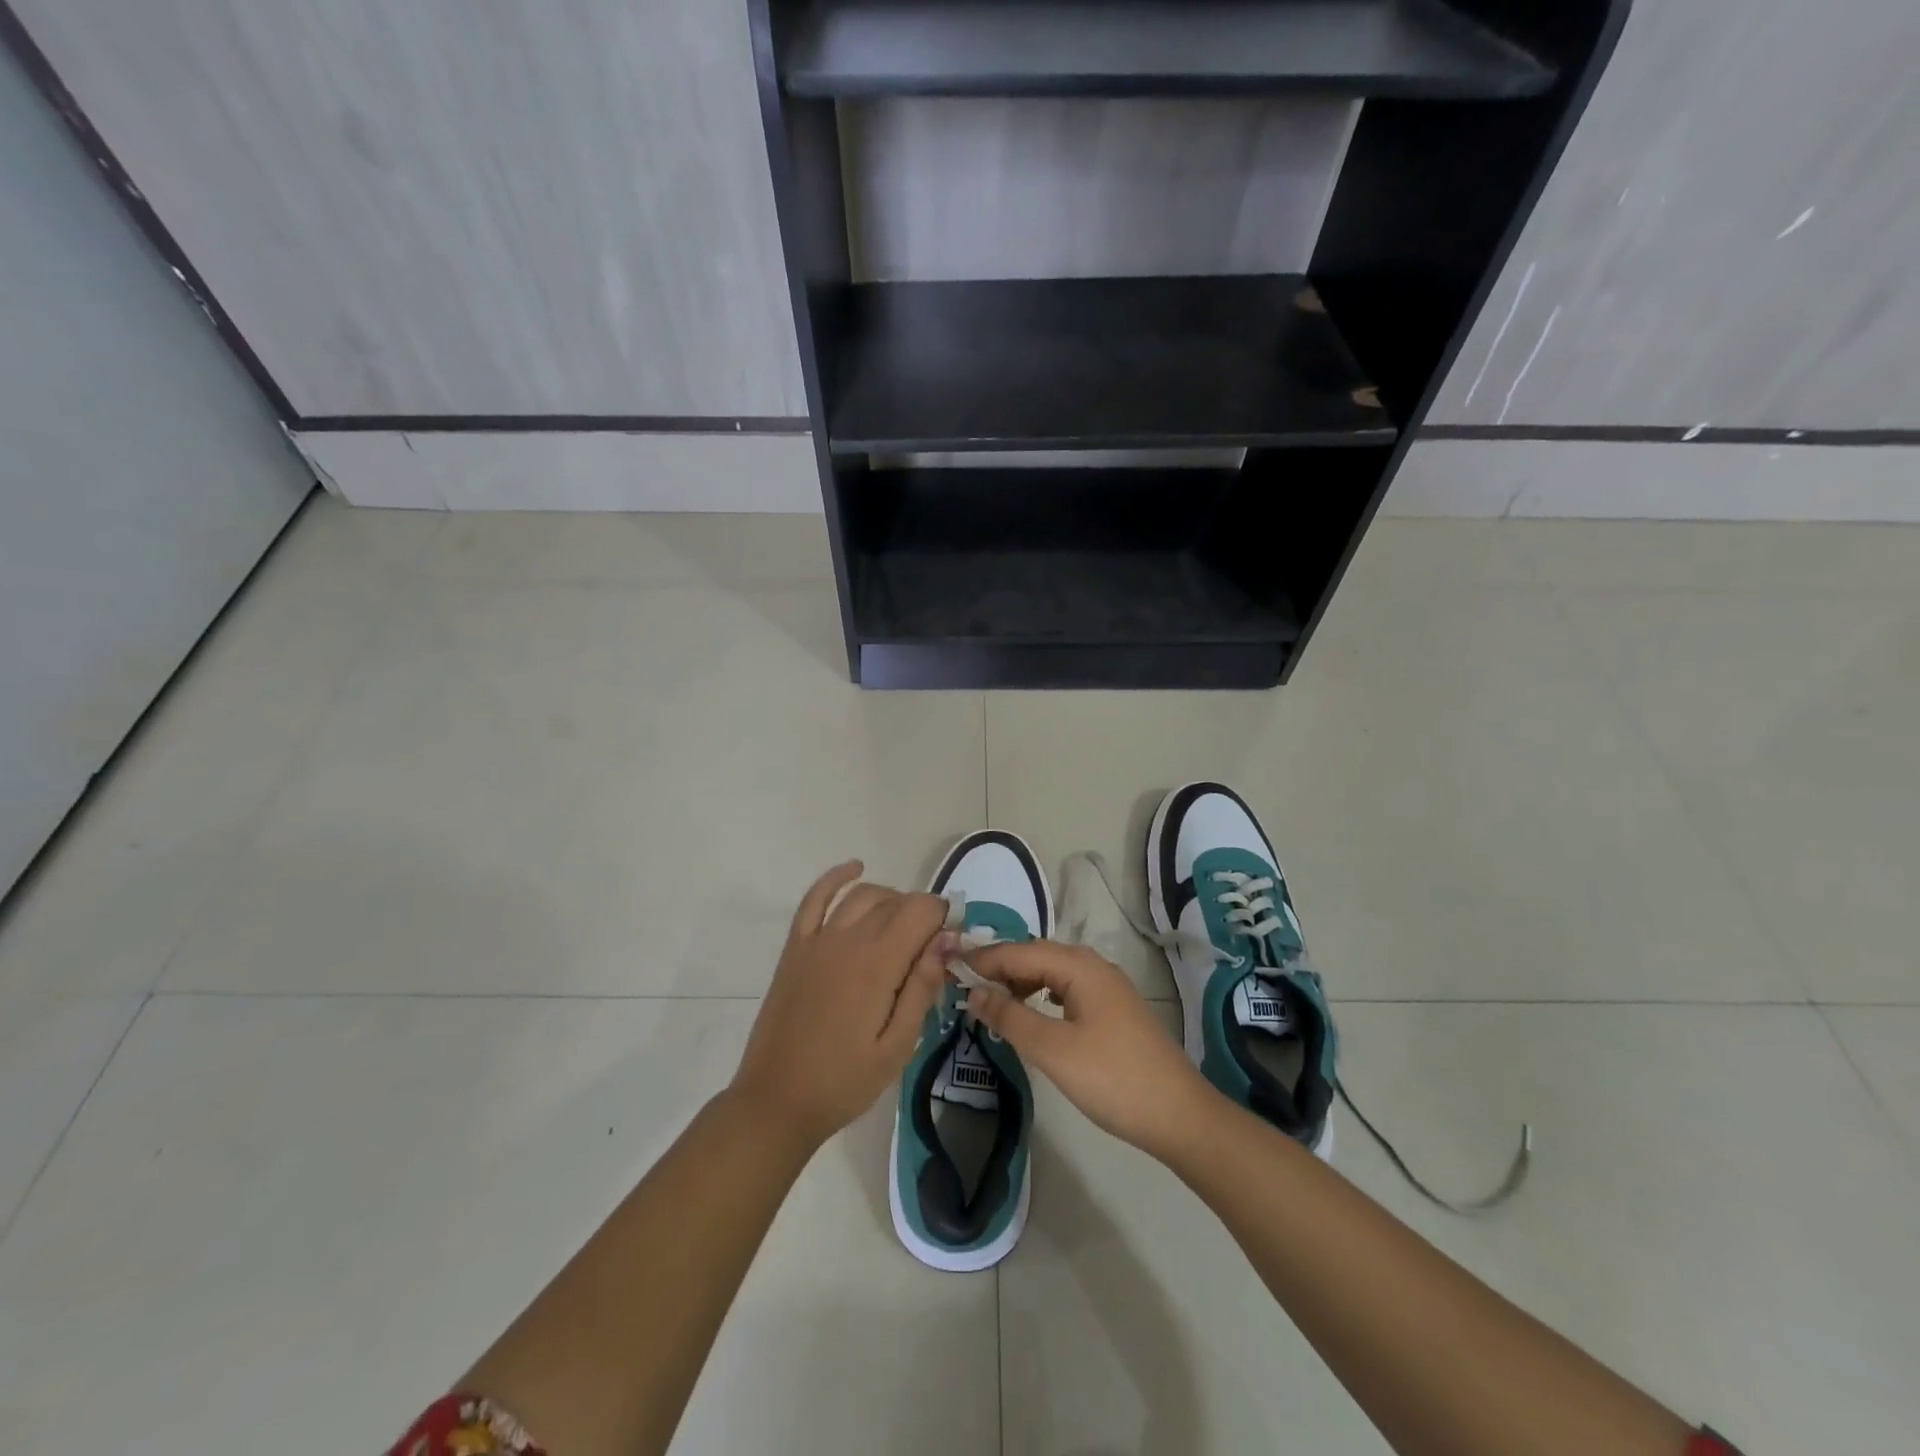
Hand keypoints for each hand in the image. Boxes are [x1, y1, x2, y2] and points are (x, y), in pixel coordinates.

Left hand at [731, 861, 951, 1152]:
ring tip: (903, 925)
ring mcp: (817, 939)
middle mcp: (848, 938)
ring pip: (863, 895)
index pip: (921, 911)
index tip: (954, 942)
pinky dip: (836, 878)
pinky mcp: (795, 947)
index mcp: (878, 963)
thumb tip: (946, 942)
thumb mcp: (898, 1046)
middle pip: (895, 901)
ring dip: (890, 899)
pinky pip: (815, 898)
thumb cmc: (845, 1081)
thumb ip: (922, 988)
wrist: (777, 1101)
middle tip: (931, 947)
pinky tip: (855, 868)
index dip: (944, 918)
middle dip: (921, 914)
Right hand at [964, 940, 1219, 1163]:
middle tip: (964, 983)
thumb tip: (973, 991)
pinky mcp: (1114, 1010)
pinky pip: (1067, 989)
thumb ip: (1010, 1017)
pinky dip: (1041, 995)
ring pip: (1053, 972)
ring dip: (1021, 981)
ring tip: (991, 1000)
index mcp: (1079, 966)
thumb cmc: (1112, 1078)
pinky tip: (1032, 1013)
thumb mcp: (1053, 1049)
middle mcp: (1094, 966)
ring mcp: (1108, 988)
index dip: (984, 958)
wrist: (1179, 1115)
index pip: (1020, 951)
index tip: (949, 964)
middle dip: (1000, 966)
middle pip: (1037, 956)